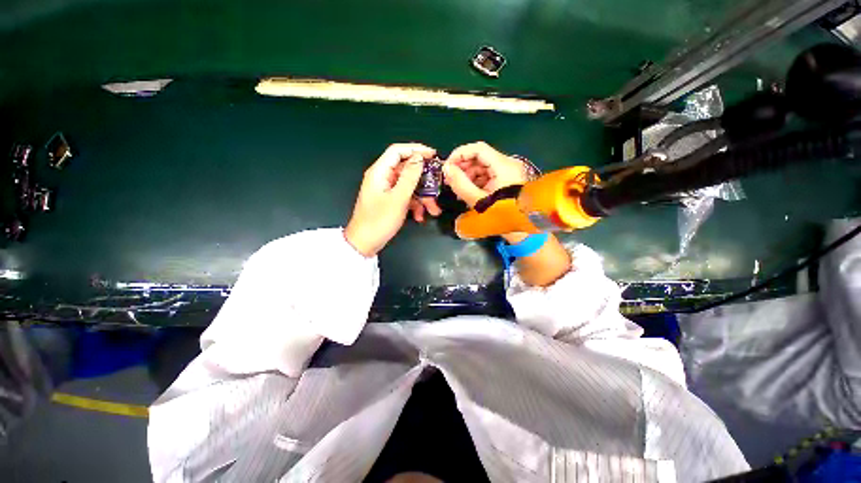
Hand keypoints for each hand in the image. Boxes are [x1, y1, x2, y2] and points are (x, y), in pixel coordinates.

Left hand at [345, 143, 436, 256]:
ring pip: (409, 186)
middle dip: (424, 180)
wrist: (365, 244)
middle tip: (438, 186)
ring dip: (422, 197)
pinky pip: (405, 197)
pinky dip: (414, 205)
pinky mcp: (390, 201)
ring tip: (433, 210)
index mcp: (380, 172)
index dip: (416, 150)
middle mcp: (383, 178)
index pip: (398, 151)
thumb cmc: (379, 220)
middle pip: (406, 170)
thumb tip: (419, 157)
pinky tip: (420, 216)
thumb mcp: (398, 198)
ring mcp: (386, 190)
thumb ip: (410, 177)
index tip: (434, 155)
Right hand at [442, 142, 529, 207]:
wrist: (521, 231)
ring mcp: (507, 173)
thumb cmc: (500, 215)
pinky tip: (467, 192)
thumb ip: (460, 183)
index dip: (460, 154)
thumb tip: (446, 168)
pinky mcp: (506, 181)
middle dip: (462, 167)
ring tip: (457, 190)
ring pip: (482, 167)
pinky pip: (487, 176)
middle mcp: (507, 164)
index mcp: (503, 166)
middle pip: (480, 157)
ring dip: (467, 176)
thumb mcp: (477, 200)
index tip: (447, 167)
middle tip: (449, 180)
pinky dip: (475, 182)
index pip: (478, 149)